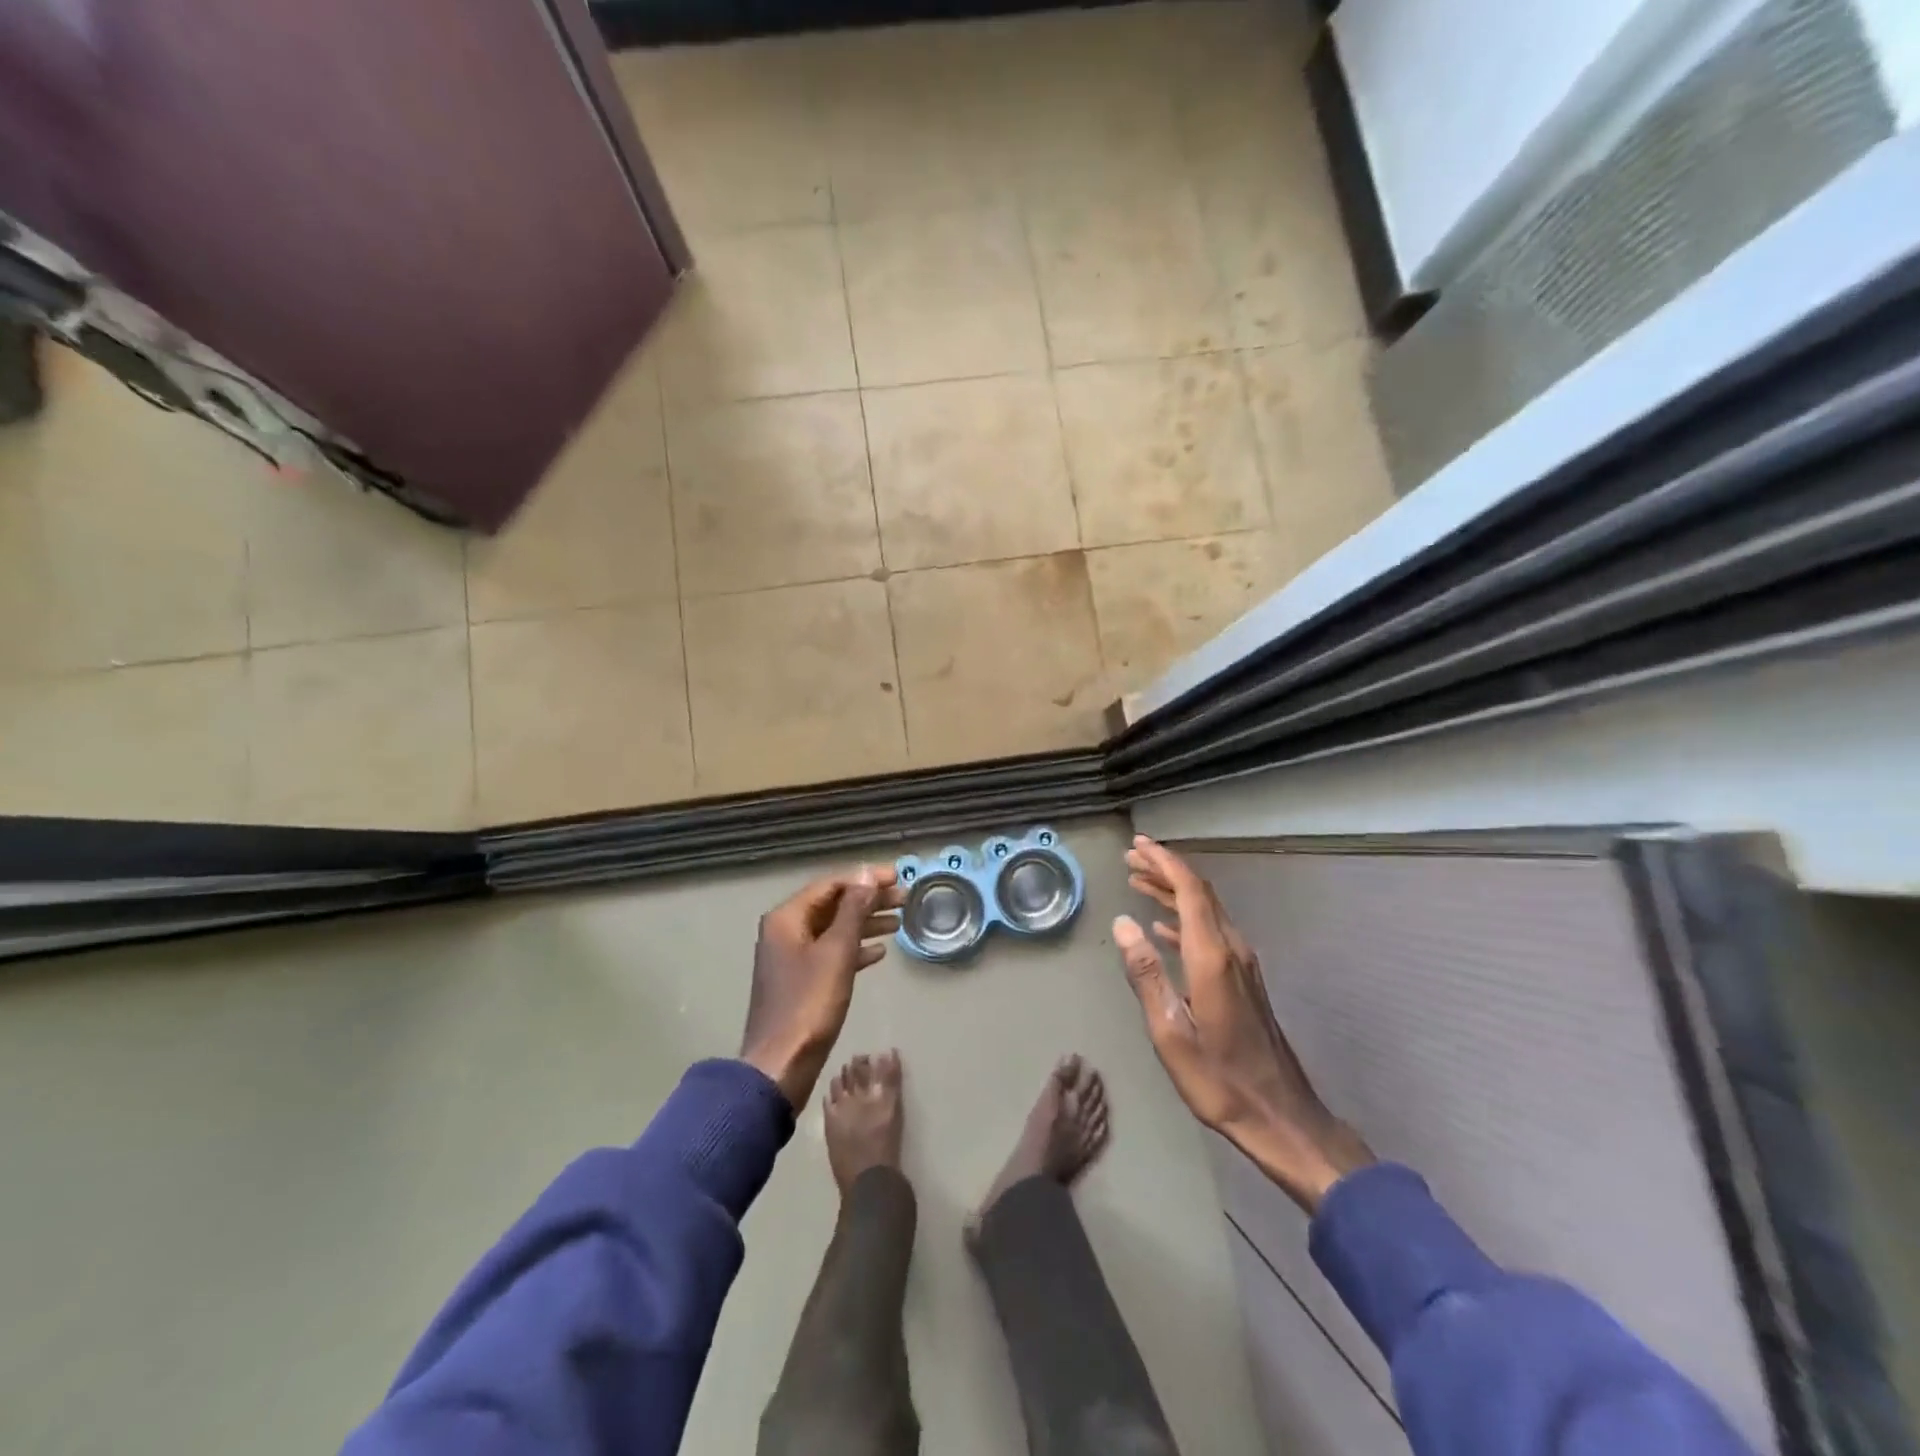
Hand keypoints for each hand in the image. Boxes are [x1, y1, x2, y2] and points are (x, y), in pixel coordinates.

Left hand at [741, 866, 904, 1109]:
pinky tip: (880, 952)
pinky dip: (854, 949)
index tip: (898, 876)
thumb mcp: (837, 952)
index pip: (832, 885)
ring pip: (834, 929)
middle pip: (833, 905)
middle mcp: (785, 931)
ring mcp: (791, 957)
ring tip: (899, 921)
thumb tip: (866, 873)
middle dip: (869, 900)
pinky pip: (831, 953)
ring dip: (865, 923)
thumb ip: (853, 910)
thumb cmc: (809, 1004)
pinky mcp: (800, 980)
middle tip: (905, 898)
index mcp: (787, 918)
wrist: (781, 1064)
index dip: (865, 879)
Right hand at [1116, 835, 1372, 1212]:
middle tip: (1132, 856)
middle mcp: (1231, 950)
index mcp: (1212, 957)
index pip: (1190, 891)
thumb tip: (1123, 922)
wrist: (1281, 1116)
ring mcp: (1242, 965)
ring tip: (1139, 880)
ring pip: (1207, 911)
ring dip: (1174, 891)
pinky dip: (1184, 919)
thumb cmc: (1219, 1079)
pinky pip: (1211, 932)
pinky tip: (1162, 928)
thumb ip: (1146, 973)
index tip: (1138, 845)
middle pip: (1200, 893)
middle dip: (1166, 869)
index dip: (1164, 862)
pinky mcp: (1244, 980)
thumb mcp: (1170, 1032)